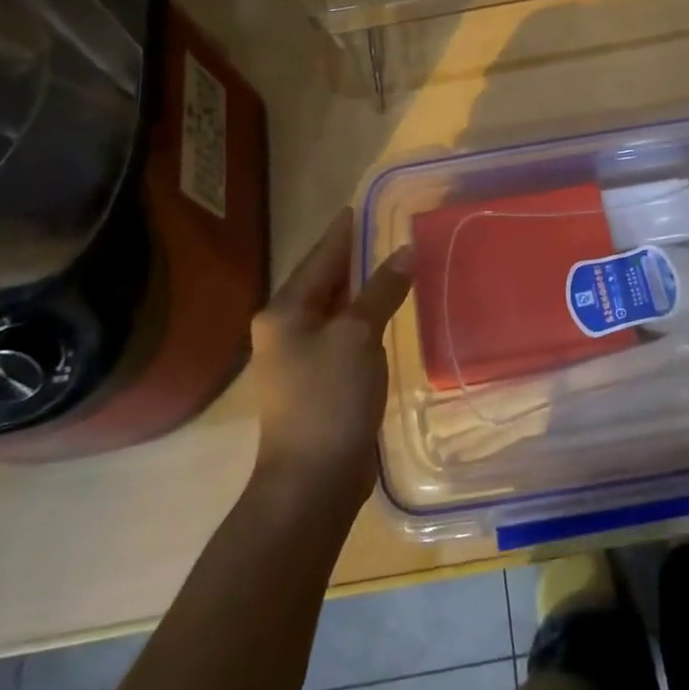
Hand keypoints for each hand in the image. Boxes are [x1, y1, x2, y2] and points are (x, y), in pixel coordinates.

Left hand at [250, 208, 411, 507]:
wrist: (311, 481)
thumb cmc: (329, 398)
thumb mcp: (358, 335)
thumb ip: (381, 290)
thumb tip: (405, 252)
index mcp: (284, 312)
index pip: (319, 259)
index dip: (341, 234)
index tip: (355, 208)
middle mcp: (283, 330)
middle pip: (321, 282)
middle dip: (349, 259)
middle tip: (378, 233)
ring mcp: (296, 359)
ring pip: (331, 311)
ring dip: (357, 290)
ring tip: (385, 267)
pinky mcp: (314, 383)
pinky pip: (339, 336)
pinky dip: (360, 320)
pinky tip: (381, 316)